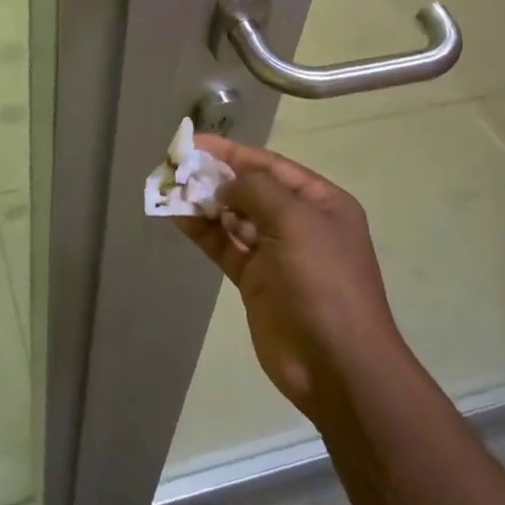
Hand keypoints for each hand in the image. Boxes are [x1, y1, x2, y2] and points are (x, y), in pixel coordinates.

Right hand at [175, 137, 408, 416]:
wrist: (335, 362)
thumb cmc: (322, 280)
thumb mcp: (295, 221)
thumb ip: (256, 191)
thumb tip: (225, 186)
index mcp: (322, 203)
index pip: (271, 166)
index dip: (232, 153)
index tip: (195, 143)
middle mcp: (300, 223)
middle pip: (251, 190)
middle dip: (215, 177)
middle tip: (176, 166)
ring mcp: (277, 254)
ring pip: (234, 219)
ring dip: (205, 204)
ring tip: (170, 189)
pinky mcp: (256, 281)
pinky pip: (225, 247)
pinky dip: (203, 232)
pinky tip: (178, 218)